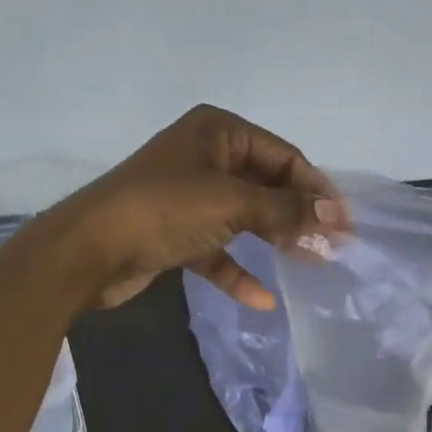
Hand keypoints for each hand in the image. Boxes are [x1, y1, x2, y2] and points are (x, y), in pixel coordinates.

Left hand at [44, 105, 348, 311]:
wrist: (88, 251)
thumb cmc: (163, 210)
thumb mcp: (231, 203)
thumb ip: (286, 209)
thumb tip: (335, 216)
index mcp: (218, 131)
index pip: (283, 155)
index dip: (316, 189)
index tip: (344, 223)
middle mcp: (205, 157)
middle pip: (266, 185)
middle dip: (298, 215)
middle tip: (332, 246)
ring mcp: (189, 196)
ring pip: (244, 217)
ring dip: (274, 240)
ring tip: (310, 264)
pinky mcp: (176, 233)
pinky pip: (217, 249)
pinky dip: (237, 271)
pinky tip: (260, 299)